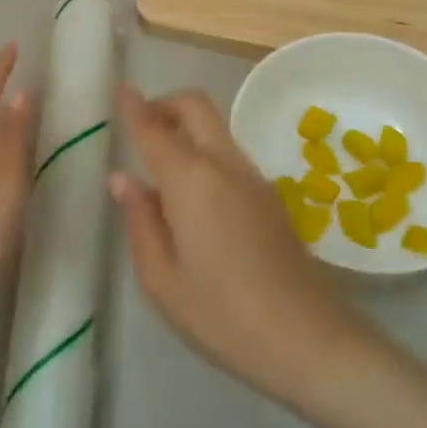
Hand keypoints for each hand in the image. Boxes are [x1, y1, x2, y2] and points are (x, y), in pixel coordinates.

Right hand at [111, 86, 373, 404]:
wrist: (307, 339)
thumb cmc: (221, 314)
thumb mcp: (161, 278)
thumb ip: (139, 220)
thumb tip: (122, 179)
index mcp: (191, 179)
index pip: (154, 128)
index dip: (133, 106)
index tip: (119, 88)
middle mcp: (224, 164)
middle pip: (196, 106)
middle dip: (165, 104)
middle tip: (140, 130)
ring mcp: (253, 177)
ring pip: (215, 128)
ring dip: (186, 129)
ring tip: (159, 169)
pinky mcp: (270, 196)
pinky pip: (229, 154)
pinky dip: (204, 152)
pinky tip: (192, 198)